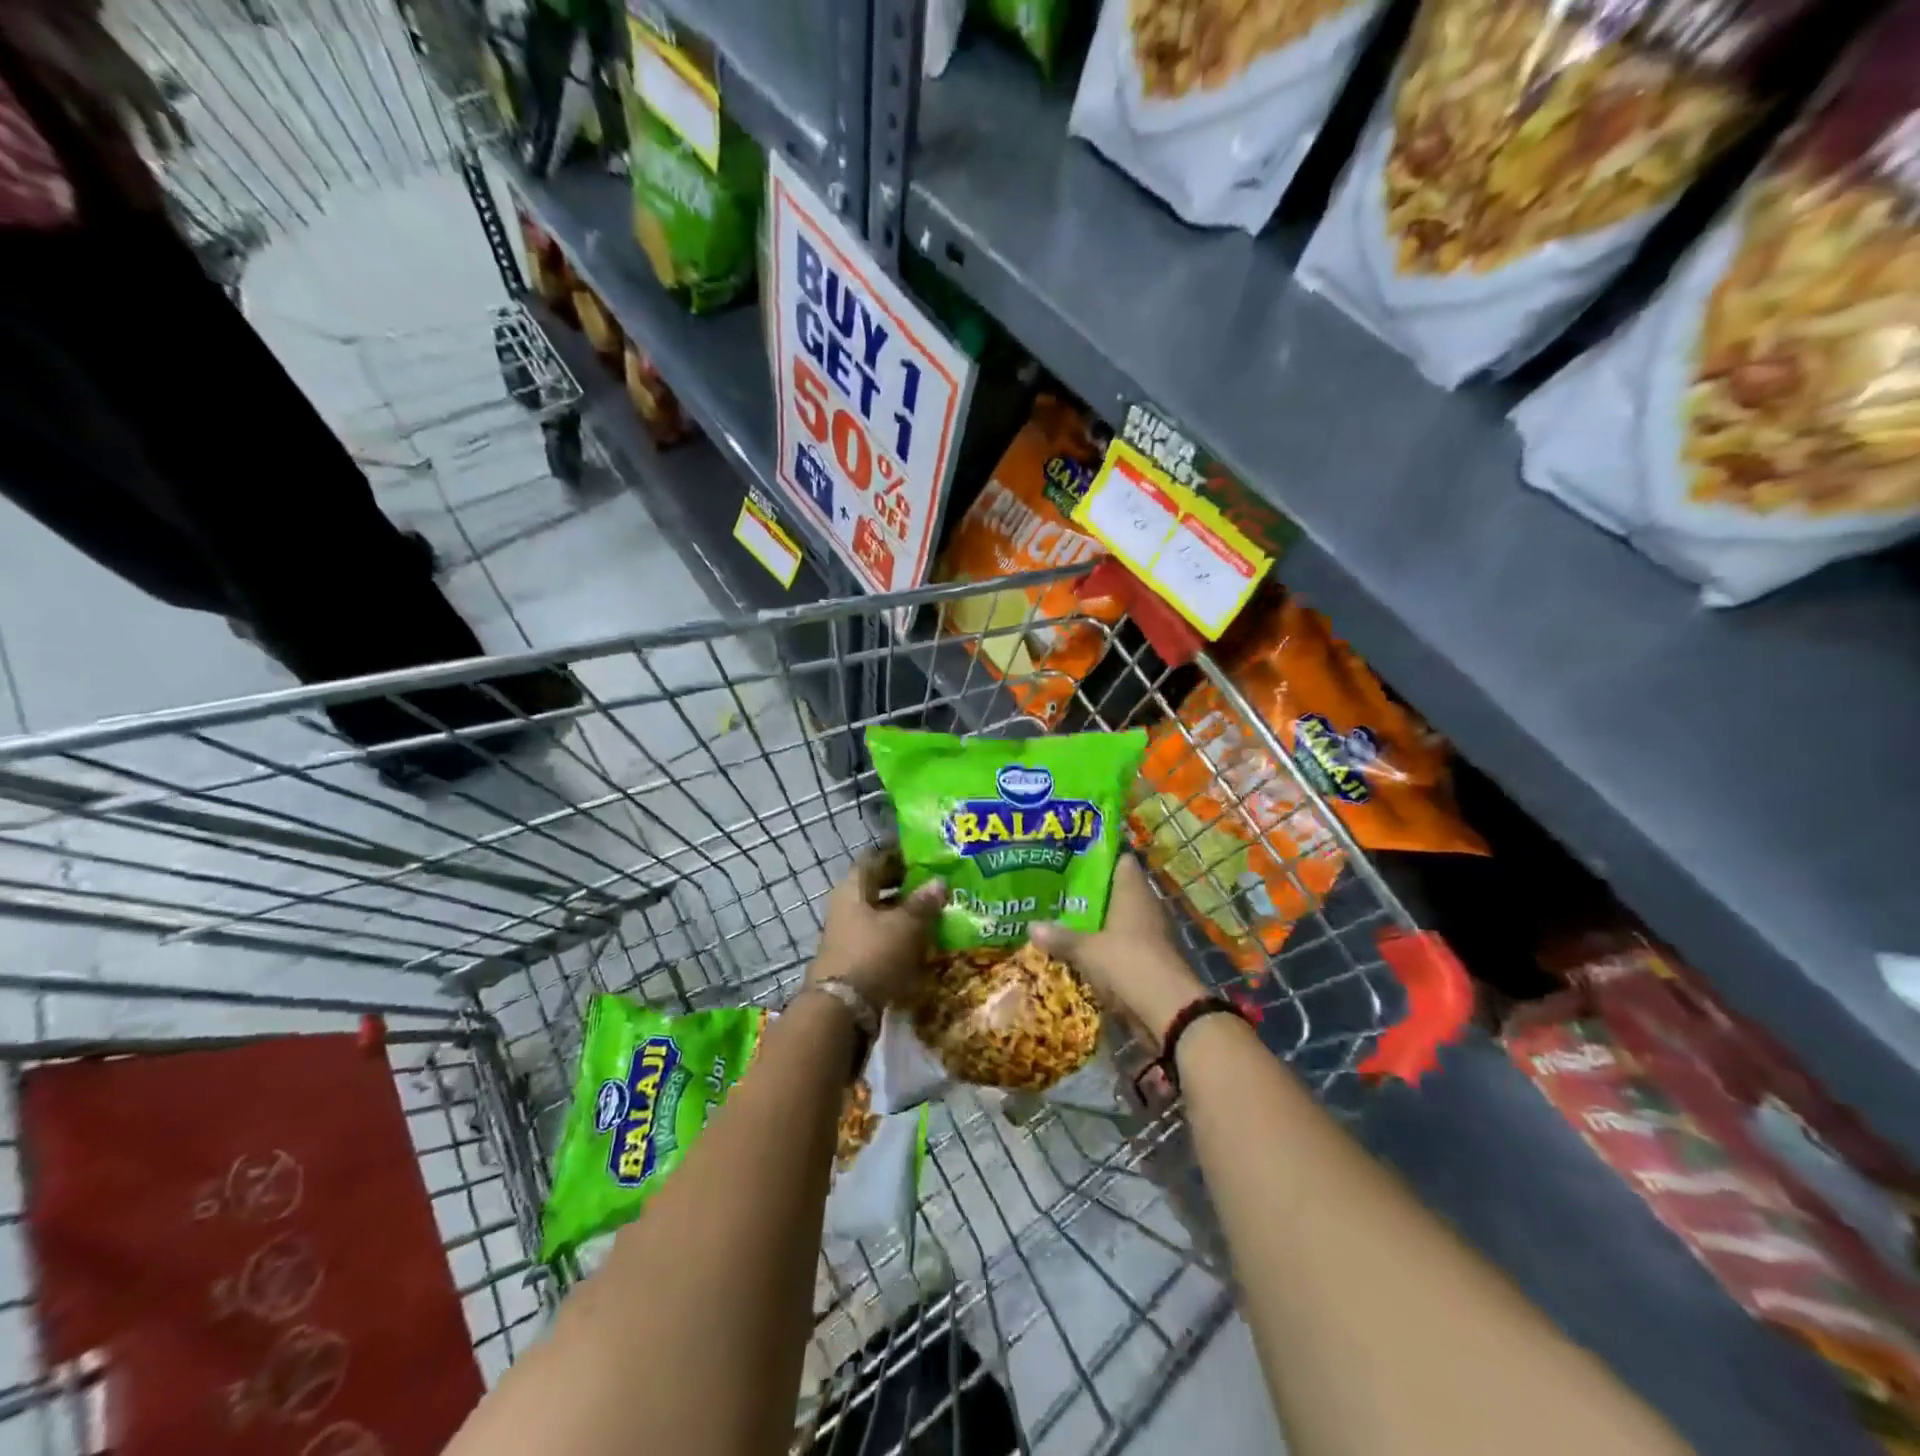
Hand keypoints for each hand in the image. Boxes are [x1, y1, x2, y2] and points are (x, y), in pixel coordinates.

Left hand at [810, 847, 946, 1008]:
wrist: (843, 1009)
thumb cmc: (874, 954)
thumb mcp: (906, 925)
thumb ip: (923, 902)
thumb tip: (939, 882)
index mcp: (853, 888)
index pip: (875, 858)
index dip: (898, 854)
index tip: (923, 855)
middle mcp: (846, 906)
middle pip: (876, 887)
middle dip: (905, 885)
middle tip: (935, 883)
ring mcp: (848, 934)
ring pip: (879, 914)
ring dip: (904, 913)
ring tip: (936, 913)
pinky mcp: (854, 959)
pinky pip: (880, 939)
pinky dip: (899, 937)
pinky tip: (923, 942)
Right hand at [1030, 855, 1204, 1041]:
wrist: (1169, 1011)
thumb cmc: (1128, 963)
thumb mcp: (1086, 951)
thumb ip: (1060, 937)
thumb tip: (1030, 926)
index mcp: (1133, 891)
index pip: (1120, 861)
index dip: (1099, 858)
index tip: (1072, 859)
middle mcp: (1146, 906)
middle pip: (1118, 890)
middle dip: (1092, 893)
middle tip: (1059, 892)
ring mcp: (1152, 933)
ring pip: (1121, 919)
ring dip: (1099, 922)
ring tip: (1065, 920)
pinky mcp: (1152, 959)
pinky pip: (1125, 944)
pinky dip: (1108, 946)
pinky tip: (1084, 951)